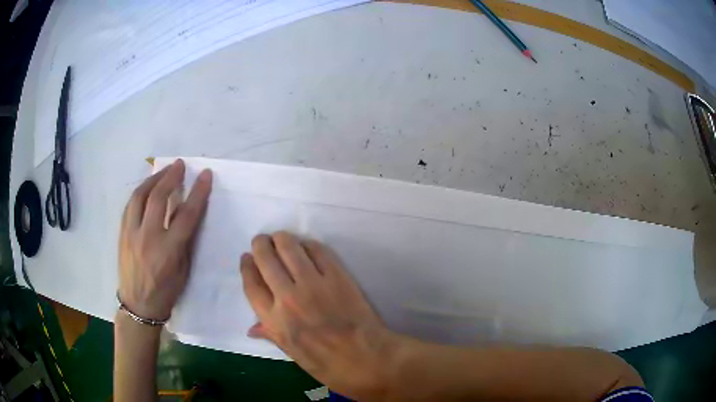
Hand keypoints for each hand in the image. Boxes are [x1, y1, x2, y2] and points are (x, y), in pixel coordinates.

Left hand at [118, 159, 211, 321]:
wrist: (138, 305)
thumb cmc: (166, 292)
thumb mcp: (183, 270)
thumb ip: (185, 240)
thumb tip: (188, 213)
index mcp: (168, 251)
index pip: (186, 215)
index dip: (198, 193)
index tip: (206, 175)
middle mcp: (148, 238)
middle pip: (159, 198)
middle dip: (171, 177)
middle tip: (180, 165)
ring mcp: (132, 233)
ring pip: (140, 196)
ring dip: (153, 179)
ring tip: (163, 171)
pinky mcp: (122, 233)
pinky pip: (130, 205)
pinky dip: (140, 192)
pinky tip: (147, 188)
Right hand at [241, 232, 399, 399]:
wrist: (368, 359)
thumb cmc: (329, 365)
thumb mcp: (294, 355)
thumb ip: (272, 335)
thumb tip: (252, 328)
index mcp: (274, 321)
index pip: (251, 284)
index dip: (246, 266)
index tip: (247, 257)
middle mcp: (288, 298)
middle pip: (266, 258)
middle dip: (261, 245)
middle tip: (263, 242)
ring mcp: (313, 284)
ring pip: (289, 247)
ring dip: (282, 239)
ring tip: (282, 239)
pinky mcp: (337, 276)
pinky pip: (318, 250)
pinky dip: (308, 245)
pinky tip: (307, 247)